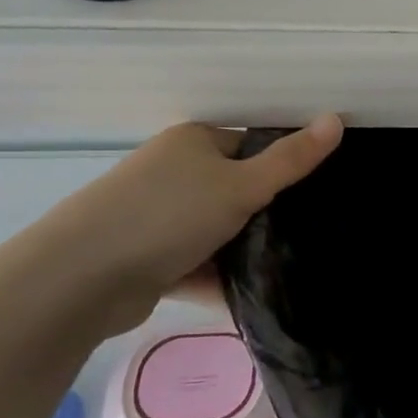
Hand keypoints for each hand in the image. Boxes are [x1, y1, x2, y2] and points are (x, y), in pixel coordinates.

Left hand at [24, 115, 342, 335]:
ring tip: (285, 270)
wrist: (80, 279)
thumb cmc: (168, 214)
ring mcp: (154, 217)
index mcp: (192, 143)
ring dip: (239, 251)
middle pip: (233, 190)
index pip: (250, 147)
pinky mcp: (143, 259)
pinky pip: (193, 264)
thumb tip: (337, 119)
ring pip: (214, 231)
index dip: (280, 168)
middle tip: (302, 235)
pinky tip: (249, 299)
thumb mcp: (241, 185)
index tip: (312, 196)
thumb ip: (291, 160)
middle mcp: (171, 173)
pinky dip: (215, 278)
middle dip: (262, 215)